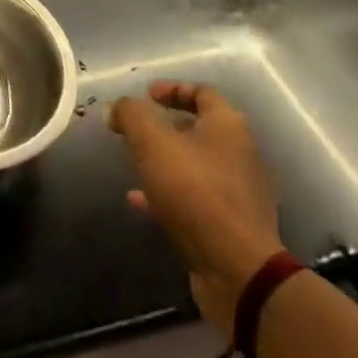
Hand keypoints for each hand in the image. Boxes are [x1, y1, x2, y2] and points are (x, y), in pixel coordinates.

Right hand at [109, 80, 283, 335]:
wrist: (237, 268)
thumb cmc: (195, 191)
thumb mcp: (152, 141)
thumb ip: (131, 115)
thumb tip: (118, 109)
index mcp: (228, 127)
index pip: (203, 93)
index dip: (172, 88)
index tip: (145, 96)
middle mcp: (240, 154)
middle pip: (199, 129)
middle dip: (164, 126)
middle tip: (134, 130)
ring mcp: (238, 193)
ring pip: (195, 165)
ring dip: (164, 161)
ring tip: (133, 163)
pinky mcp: (231, 224)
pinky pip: (194, 198)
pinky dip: (167, 193)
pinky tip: (139, 201)